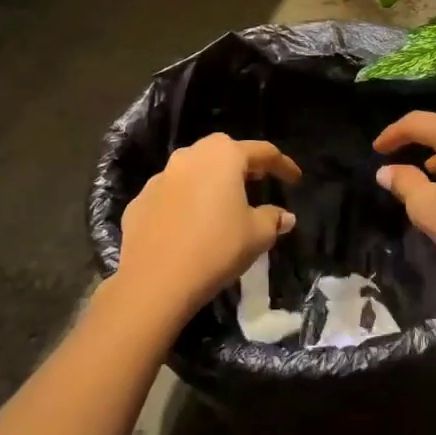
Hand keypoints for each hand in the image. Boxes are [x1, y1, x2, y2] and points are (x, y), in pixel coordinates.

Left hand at [116, 133, 301, 324]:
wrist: (154, 283)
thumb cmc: (216, 248)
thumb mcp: (257, 235)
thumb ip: (273, 219)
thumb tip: (284, 216)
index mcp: (224, 156)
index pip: (262, 152)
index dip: (283, 165)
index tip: (295, 179)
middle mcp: (191, 156)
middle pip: (223, 151)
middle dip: (242, 164)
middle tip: (257, 182)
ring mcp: (160, 177)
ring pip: (193, 170)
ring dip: (210, 181)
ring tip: (222, 204)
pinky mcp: (140, 201)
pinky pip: (171, 194)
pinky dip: (184, 202)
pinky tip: (190, 225)